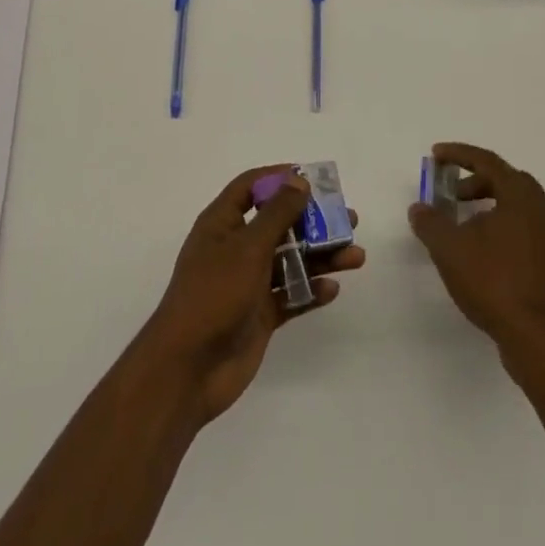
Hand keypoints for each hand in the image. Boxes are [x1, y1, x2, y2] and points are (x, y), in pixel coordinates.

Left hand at [140, 164, 364, 424]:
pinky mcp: (259, 315)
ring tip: (356, 256)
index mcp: (222, 224)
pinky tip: (332, 289)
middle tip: (349, 220)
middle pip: (279, 224)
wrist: (189, 368)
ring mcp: (248, 283)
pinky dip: (310, 290)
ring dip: (321, 256)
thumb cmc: (214, 294)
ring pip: (290, 260)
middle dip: (313, 221)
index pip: (250, 187)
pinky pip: (290, 295)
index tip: (313, 179)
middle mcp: (235, 248)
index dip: (279, 178)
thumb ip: (277, 214)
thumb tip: (299, 181)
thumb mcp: (247, 247)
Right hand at [409, 142, 544, 355]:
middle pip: (506, 180)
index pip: (488, 162)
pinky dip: (502, 224)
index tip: (435, 155)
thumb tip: (419, 208)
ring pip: (518, 205)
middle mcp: (544, 209)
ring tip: (461, 224)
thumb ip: (430, 222)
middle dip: (474, 181)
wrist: (538, 340)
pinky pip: (526, 227)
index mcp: (522, 196)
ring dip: (488, 204)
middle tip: (448, 193)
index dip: (459, 154)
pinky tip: (482, 249)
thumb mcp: (450, 249)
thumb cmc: (494, 283)